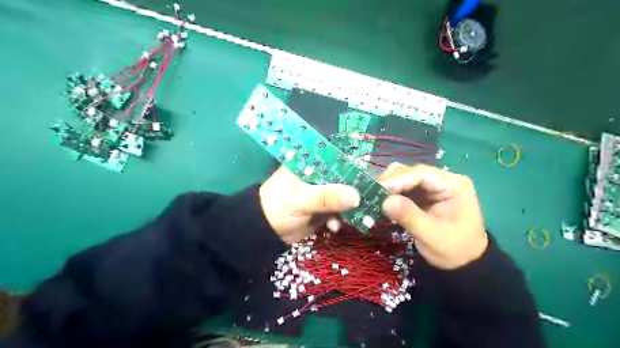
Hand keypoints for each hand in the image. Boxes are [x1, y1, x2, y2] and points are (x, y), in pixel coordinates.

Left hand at [260, 166, 361, 243]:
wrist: (265, 232)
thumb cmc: (278, 207)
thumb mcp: (301, 200)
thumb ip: (327, 197)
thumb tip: (356, 196)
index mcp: (309, 165)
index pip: (335, 159)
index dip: (351, 166)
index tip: (367, 177)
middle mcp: (317, 176)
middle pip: (342, 179)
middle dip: (353, 191)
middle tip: (367, 200)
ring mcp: (320, 193)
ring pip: (342, 196)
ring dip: (348, 208)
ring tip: (351, 218)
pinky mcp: (321, 209)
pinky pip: (336, 212)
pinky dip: (338, 219)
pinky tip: (335, 227)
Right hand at [381, 162, 486, 268]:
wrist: (465, 263)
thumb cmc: (454, 249)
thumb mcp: (433, 236)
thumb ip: (410, 217)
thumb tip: (385, 201)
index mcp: (453, 185)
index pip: (421, 174)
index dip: (397, 180)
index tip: (376, 188)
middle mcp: (444, 180)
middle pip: (412, 172)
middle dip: (391, 181)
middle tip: (371, 193)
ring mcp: (434, 186)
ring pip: (406, 177)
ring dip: (390, 185)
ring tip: (375, 196)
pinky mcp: (425, 194)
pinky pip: (405, 187)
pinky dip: (392, 192)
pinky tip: (383, 200)